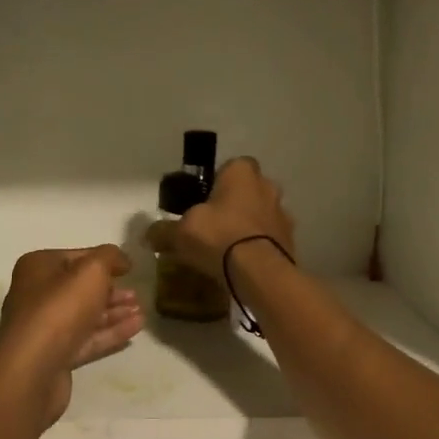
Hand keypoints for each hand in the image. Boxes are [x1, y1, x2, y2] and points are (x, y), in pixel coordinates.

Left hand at [0, 246, 144, 426]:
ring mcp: (45, 328)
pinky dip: (111, 332)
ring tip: (141, 311)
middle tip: (137, 294)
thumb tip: (121, 259)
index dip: (104, 260)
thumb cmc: (61, 309)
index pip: (76, 257)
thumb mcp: (91, 271)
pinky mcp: (55, 355)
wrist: (34, 368)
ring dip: (114, 312)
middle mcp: (36, 295)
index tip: (130, 268)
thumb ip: (110, 257)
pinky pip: (87, 339)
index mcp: (38, 268)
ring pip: (85, 315)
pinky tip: (136, 328)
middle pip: (80, 288)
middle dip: (111, 290)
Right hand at [146, 156, 294, 281]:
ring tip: (227, 250)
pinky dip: (258, 247)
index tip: (202, 202)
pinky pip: (269, 239)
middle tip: (212, 226)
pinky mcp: (290, 241)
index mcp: (242, 172)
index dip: (216, 183)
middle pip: (247, 191)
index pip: (230, 166)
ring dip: (247, 227)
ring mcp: (283, 214)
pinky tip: (241, 265)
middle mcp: (267, 186)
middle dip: (233, 205)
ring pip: (260, 215)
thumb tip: (148, 235)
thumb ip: (164, 231)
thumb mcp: (180, 233)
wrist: (258, 272)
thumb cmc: (218, 237)